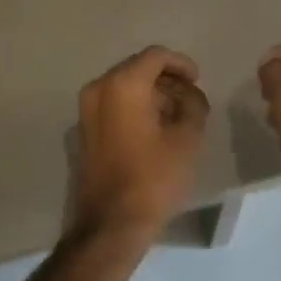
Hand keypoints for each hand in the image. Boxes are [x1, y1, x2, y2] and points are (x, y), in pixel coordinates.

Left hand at [70, 46, 209, 243]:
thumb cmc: (153, 178)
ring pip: (124, 86)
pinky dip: (133, 107)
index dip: (181, 64)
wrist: (110, 224)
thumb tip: (188, 94)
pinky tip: (153, 130)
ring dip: (150, 94)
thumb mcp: (188, 138)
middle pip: (137, 68)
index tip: (197, 81)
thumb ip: (194, 104)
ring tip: (175, 117)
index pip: (156, 55)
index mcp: (123, 84)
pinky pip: (112, 105)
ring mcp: (86, 110)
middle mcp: (98, 88)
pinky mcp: (83, 130)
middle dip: (166, 80)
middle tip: (189, 100)